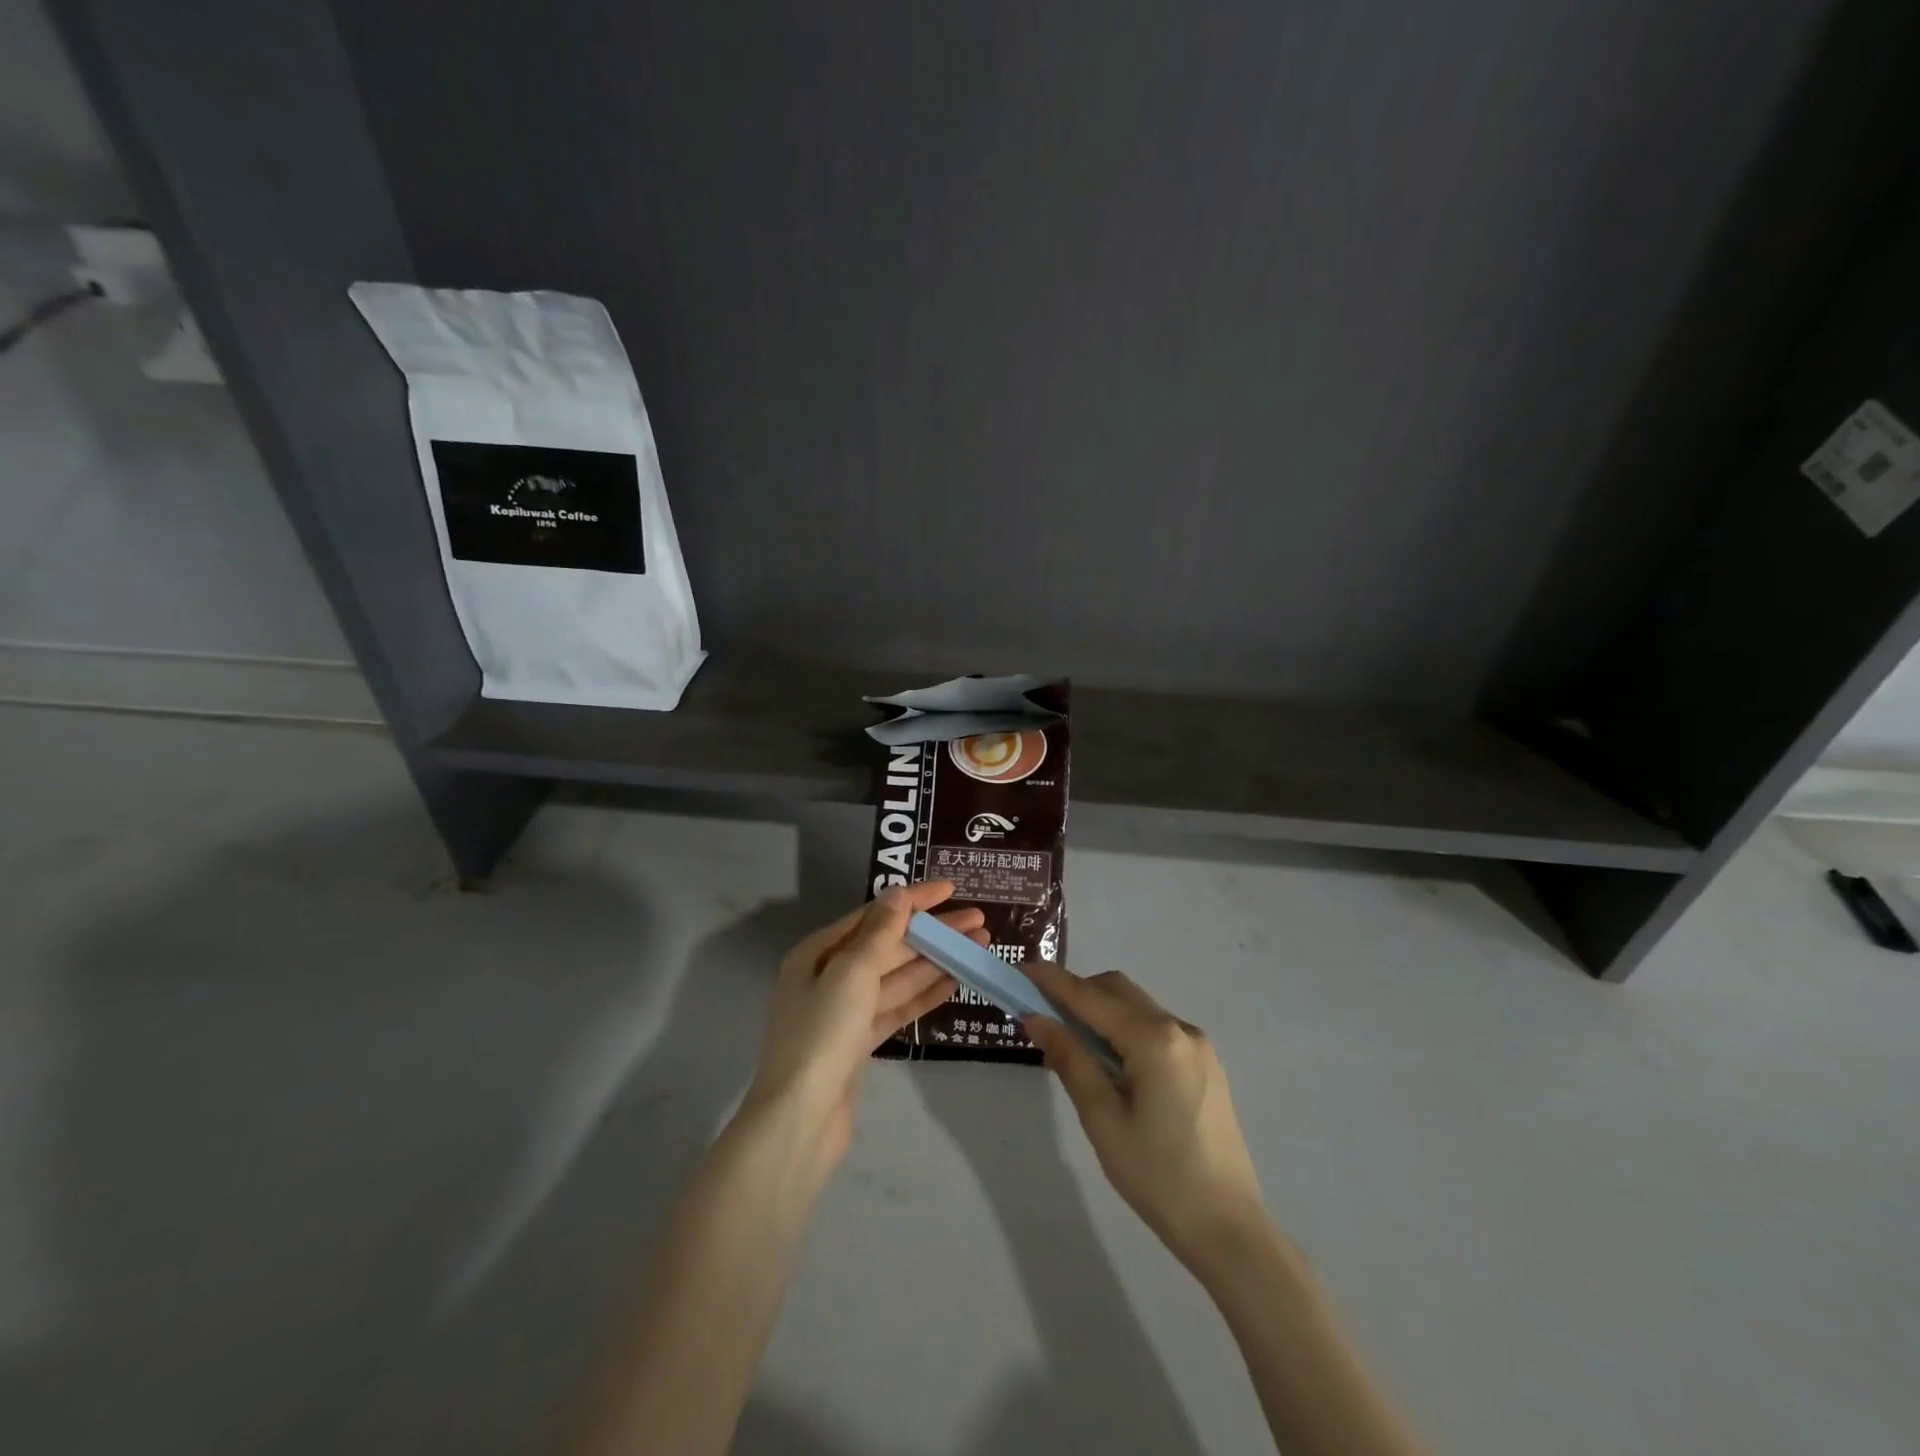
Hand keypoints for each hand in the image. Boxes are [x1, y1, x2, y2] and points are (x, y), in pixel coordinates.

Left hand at [745, 882, 982, 1169]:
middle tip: (979, 922)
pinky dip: (924, 994)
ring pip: (898, 976)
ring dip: (936, 960)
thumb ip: (880, 932)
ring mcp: (846, 1011)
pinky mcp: (860, 1041)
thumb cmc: (822, 1033)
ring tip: (978, 947)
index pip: (875, 915)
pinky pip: (897, 1007)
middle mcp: (830, 975)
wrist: (801, 1119)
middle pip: (890, 945)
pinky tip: (955, 981)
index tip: (951, 890)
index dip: (914, 900)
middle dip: (932, 932)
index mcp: (819, 952)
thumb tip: (898, 893)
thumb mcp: (852, 972)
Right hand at [1024, 962, 1267, 1280]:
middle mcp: (1179, 1028)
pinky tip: (1109, 1059)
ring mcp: (1197, 1044)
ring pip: (1137, 1006)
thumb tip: (1036, 1018)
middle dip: (1077, 992)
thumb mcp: (1102, 1119)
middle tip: (1041, 1011)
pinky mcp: (1204, 1063)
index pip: (1091, 997)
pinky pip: (1155, 1027)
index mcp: (1154, 1039)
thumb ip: (1070, 1059)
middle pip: (1117, 990)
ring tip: (1070, 1038)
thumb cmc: (1158, 1177)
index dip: (1052, 981)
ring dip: (1101, 1009)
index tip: (1020, 970)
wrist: (1228, 1229)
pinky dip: (1124, 1027)